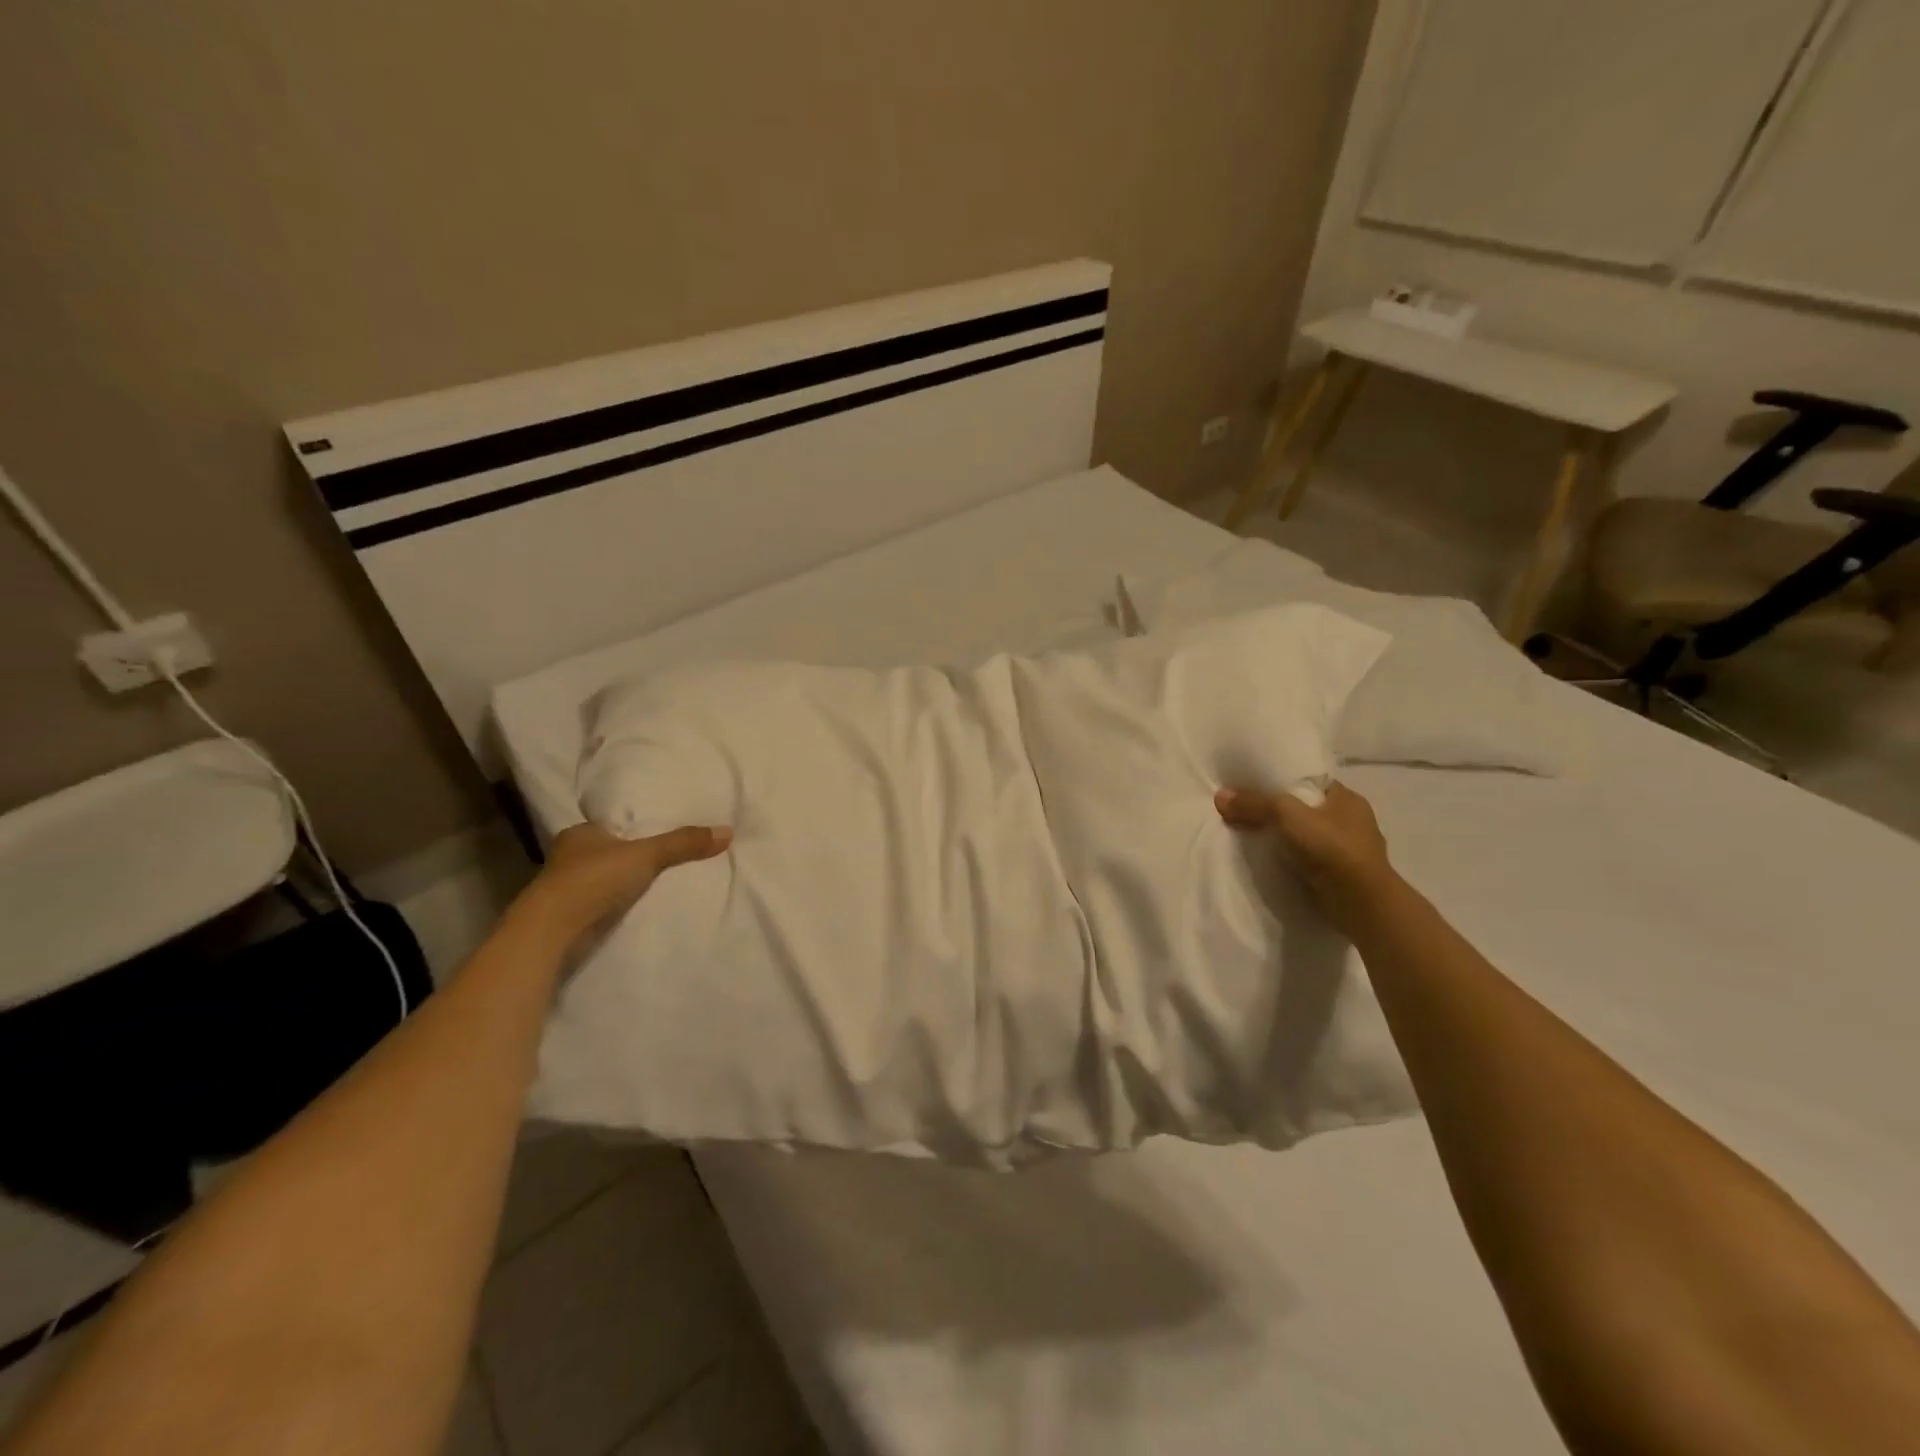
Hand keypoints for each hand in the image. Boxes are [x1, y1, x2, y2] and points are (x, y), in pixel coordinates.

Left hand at [519, 822, 733, 948]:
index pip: (611, 825)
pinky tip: (637, 909)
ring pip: (602, 880)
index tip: (657, 834)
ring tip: (657, 885)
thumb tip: (728, 831)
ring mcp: (565, 889)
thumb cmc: (593, 880)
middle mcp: (569, 857)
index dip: (633, 829)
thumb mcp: (646, 855)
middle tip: (664, 859)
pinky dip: (616, 906)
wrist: (552, 931)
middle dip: (629, 857)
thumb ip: (683, 844)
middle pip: (608, 852)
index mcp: (580, 833)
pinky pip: (601, 905)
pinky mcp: (569, 917)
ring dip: (622, 884)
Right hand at [1215, 781, 1395, 933]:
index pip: (1311, 783)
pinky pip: (1309, 862)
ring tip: (1252, 839)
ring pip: (1307, 838)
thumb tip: (1220, 797)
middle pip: (1306, 810)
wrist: (1362, 904)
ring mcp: (1349, 852)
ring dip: (1285, 840)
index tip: (1254, 787)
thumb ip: (1255, 804)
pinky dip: (1292, 862)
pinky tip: (1271, 863)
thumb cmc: (1332, 848)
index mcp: (1348, 799)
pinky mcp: (1341, 877)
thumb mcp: (1287, 815)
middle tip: (1246, 813)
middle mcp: (1352, 822)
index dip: (1283, 782)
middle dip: (1279, 813)